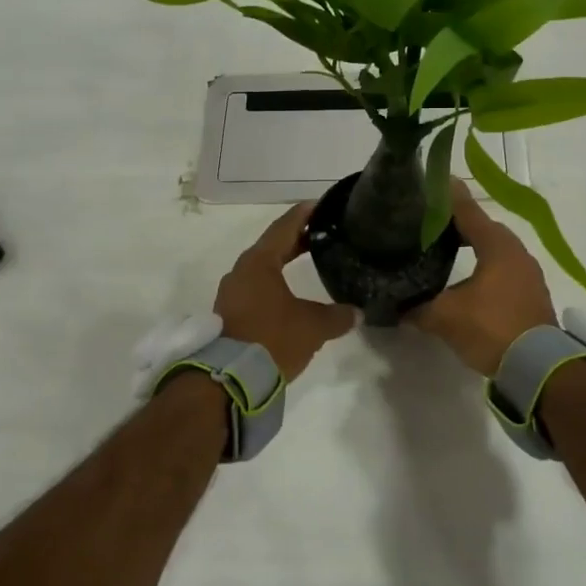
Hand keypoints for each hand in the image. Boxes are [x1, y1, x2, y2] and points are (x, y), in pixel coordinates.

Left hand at [215, 204, 358, 381]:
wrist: (229, 380)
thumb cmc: (272, 339)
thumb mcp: (313, 326)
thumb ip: (337, 316)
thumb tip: (356, 312)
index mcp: (259, 263)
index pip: (284, 227)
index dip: (304, 214)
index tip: (322, 204)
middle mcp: (241, 272)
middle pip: (272, 246)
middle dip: (298, 239)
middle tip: (324, 232)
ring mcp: (232, 294)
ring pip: (263, 269)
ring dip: (285, 263)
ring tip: (311, 260)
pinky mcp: (229, 315)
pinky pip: (257, 288)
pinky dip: (276, 283)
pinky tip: (291, 293)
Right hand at [408, 180, 556, 376]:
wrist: (539, 368)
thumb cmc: (492, 328)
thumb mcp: (445, 317)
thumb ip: (417, 308)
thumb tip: (394, 308)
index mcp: (497, 246)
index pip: (467, 211)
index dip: (447, 197)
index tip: (430, 182)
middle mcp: (516, 252)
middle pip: (482, 228)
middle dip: (456, 223)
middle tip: (428, 222)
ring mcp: (527, 273)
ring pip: (493, 249)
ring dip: (472, 246)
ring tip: (444, 248)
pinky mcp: (530, 294)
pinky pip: (502, 268)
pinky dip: (483, 266)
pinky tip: (466, 279)